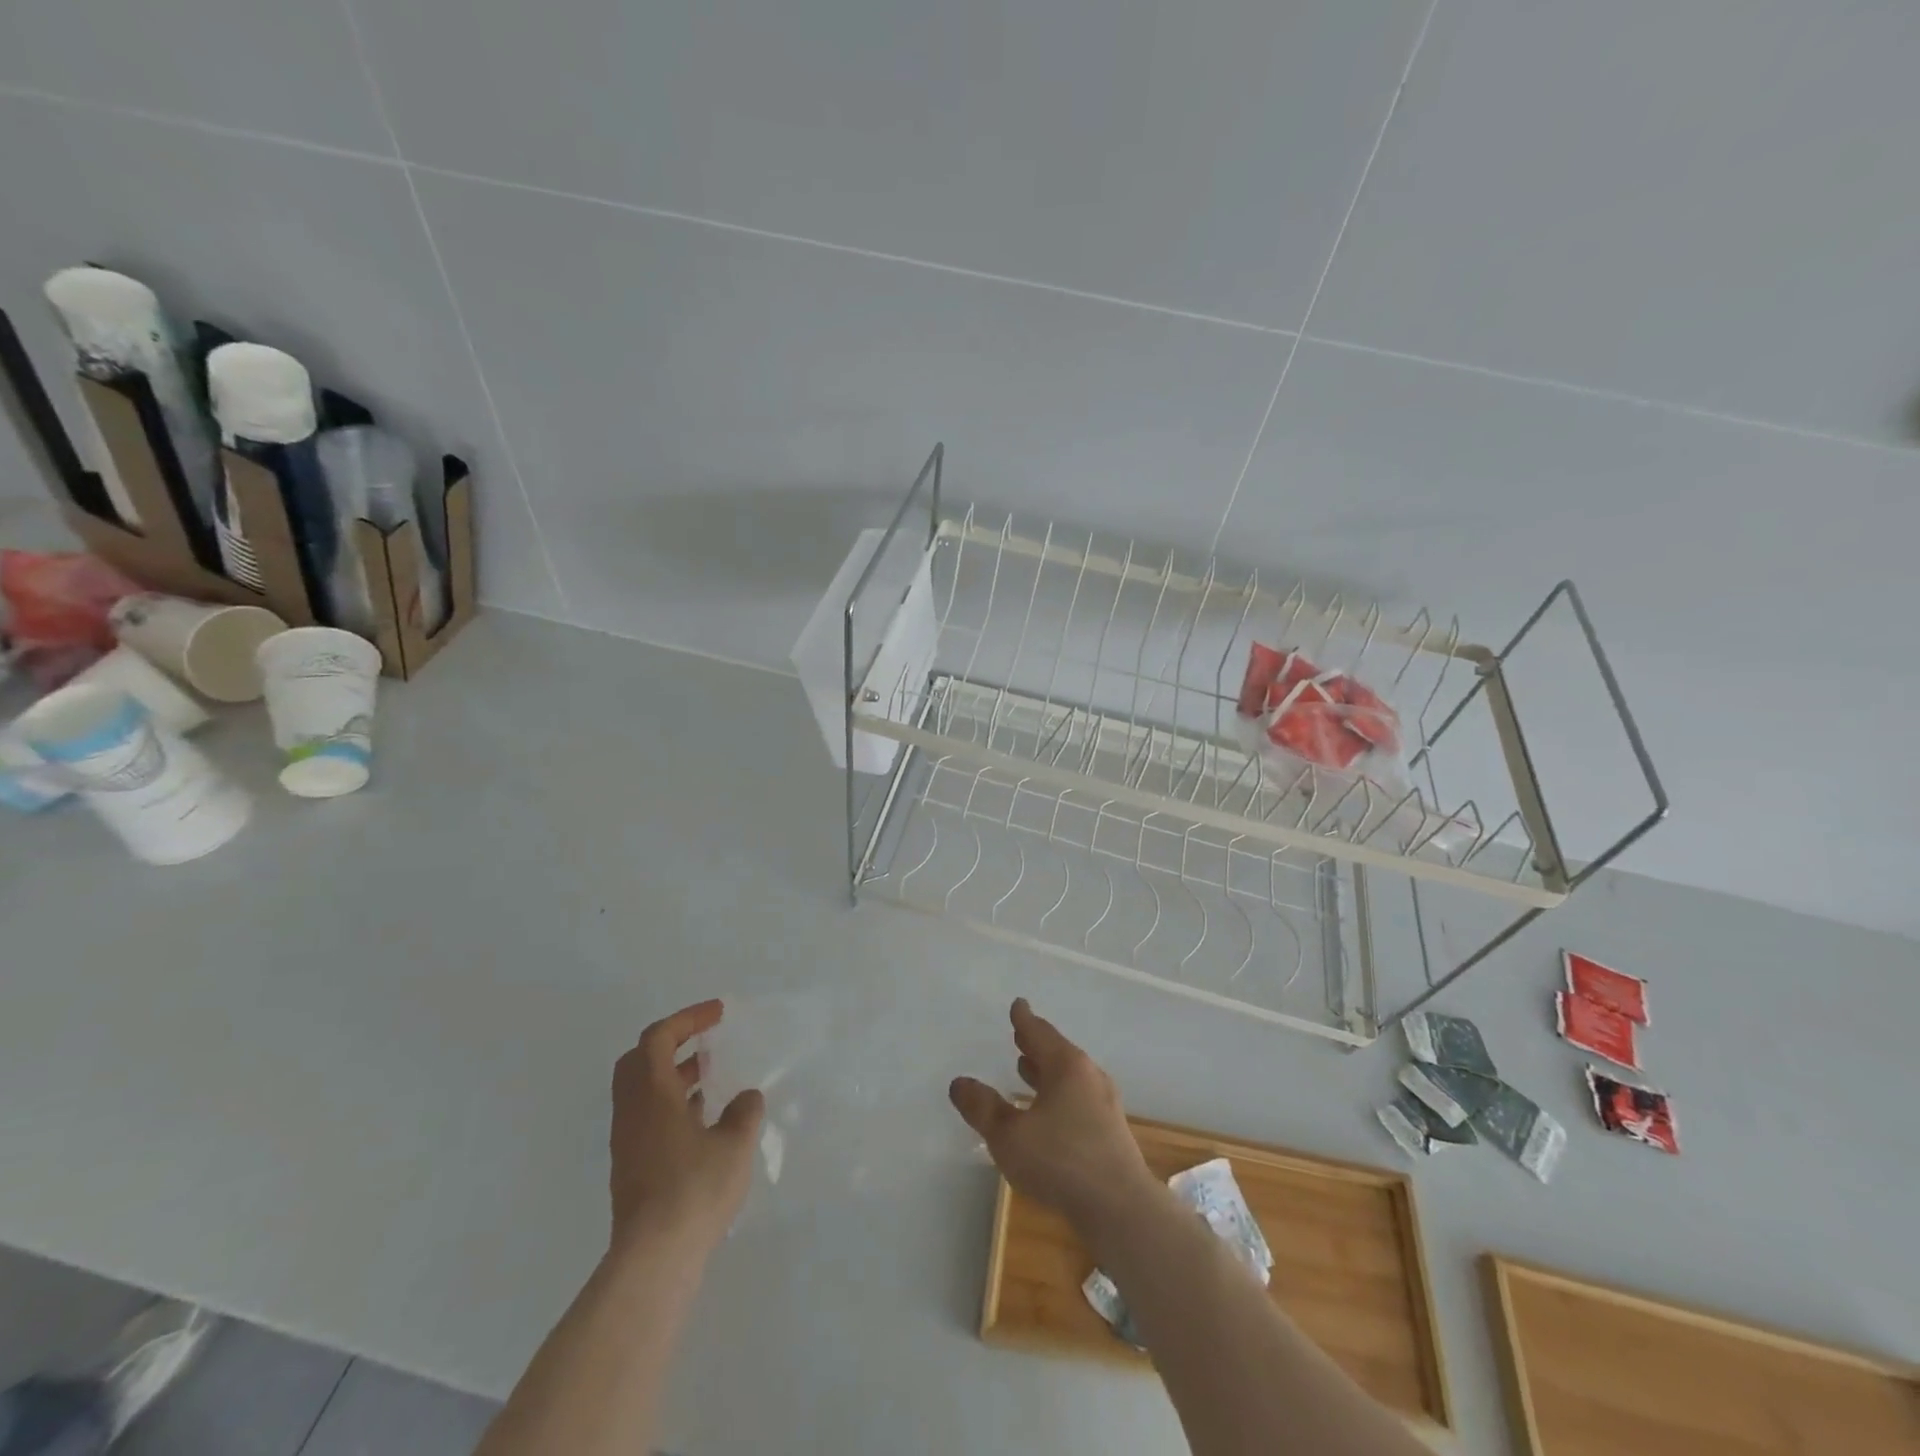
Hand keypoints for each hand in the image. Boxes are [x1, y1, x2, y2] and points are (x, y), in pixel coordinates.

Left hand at [609, 1001, 763, 1255]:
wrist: (653, 1259)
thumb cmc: (694, 1190)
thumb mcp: (734, 1144)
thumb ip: (744, 1112)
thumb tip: (746, 1098)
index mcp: (651, 1094)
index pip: (659, 1037)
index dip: (688, 1018)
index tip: (718, 1014)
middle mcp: (632, 1112)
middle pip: (640, 1060)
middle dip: (672, 1042)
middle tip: (704, 1042)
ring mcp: (628, 1142)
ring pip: (641, 1090)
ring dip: (672, 1075)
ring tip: (709, 1077)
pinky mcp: (631, 1168)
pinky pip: (646, 1116)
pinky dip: (670, 1103)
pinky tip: (701, 1120)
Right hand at [949, 999, 1155, 1232]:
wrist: (1121, 1210)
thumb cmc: (1061, 1162)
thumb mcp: (1009, 1136)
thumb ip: (983, 1108)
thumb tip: (959, 1083)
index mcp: (1067, 1066)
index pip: (1039, 1032)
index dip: (1024, 1019)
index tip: (1018, 1005)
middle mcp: (1089, 1077)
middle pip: (1057, 1052)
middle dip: (1036, 1045)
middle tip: (1019, 1036)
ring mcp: (1104, 1104)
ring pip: (1069, 1078)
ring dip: (1047, 1072)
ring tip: (1026, 1070)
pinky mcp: (1110, 1132)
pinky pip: (1077, 1100)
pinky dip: (1058, 1095)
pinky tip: (1048, 1114)